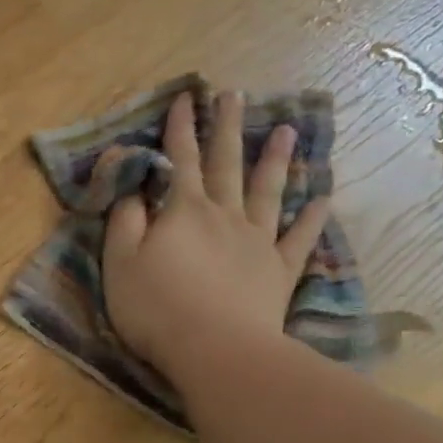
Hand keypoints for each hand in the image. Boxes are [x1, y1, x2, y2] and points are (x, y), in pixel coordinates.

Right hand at [103, 90, 331, 384]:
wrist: (215, 348)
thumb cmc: (156, 308)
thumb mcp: (120, 262)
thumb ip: (124, 219)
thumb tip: (132, 185)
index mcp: (183, 211)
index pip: (179, 160)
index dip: (180, 128)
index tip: (185, 97)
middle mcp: (224, 215)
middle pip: (226, 164)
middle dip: (226, 128)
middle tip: (234, 94)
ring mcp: (256, 241)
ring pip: (267, 192)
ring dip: (275, 160)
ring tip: (285, 130)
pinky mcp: (278, 271)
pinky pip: (298, 239)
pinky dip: (310, 219)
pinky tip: (321, 200)